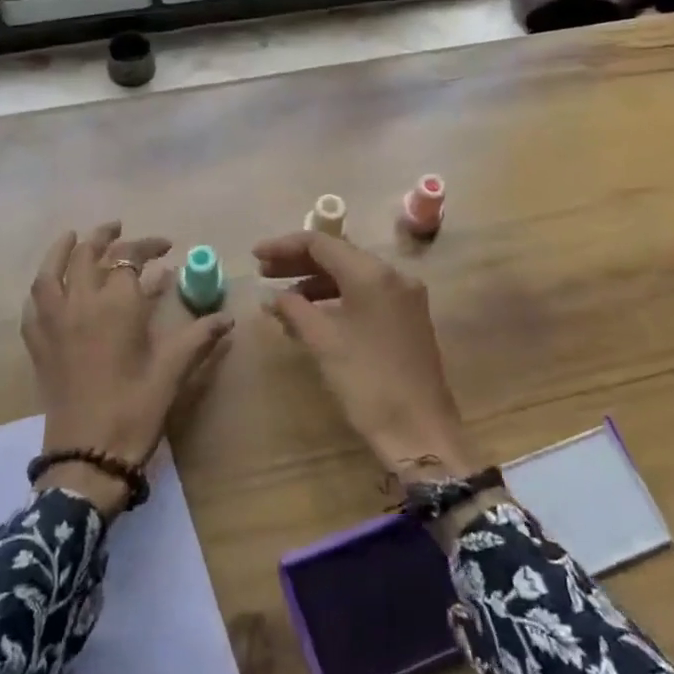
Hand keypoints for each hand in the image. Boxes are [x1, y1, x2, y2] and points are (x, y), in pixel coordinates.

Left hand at [23, 222, 233, 515]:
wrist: (88, 454)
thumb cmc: (135, 409)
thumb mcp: (173, 371)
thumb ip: (198, 337)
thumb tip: (227, 318)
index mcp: (117, 305)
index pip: (130, 257)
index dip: (148, 246)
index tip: (166, 247)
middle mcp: (81, 303)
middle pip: (86, 254)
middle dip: (104, 236)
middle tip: (119, 229)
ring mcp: (53, 323)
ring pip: (51, 271)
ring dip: (62, 249)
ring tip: (74, 238)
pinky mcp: (38, 344)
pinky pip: (34, 303)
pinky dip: (43, 286)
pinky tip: (50, 287)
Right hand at [253, 230, 478, 477]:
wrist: (420, 431)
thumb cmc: (367, 381)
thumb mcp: (323, 342)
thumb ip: (293, 309)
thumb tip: (270, 297)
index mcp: (373, 273)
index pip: (321, 243)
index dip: (283, 246)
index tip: (254, 256)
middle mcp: (393, 275)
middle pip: (338, 255)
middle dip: (297, 263)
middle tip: (262, 273)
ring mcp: (404, 297)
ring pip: (351, 276)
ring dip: (314, 283)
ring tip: (281, 300)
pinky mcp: (407, 318)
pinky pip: (365, 295)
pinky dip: (335, 299)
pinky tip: (311, 316)